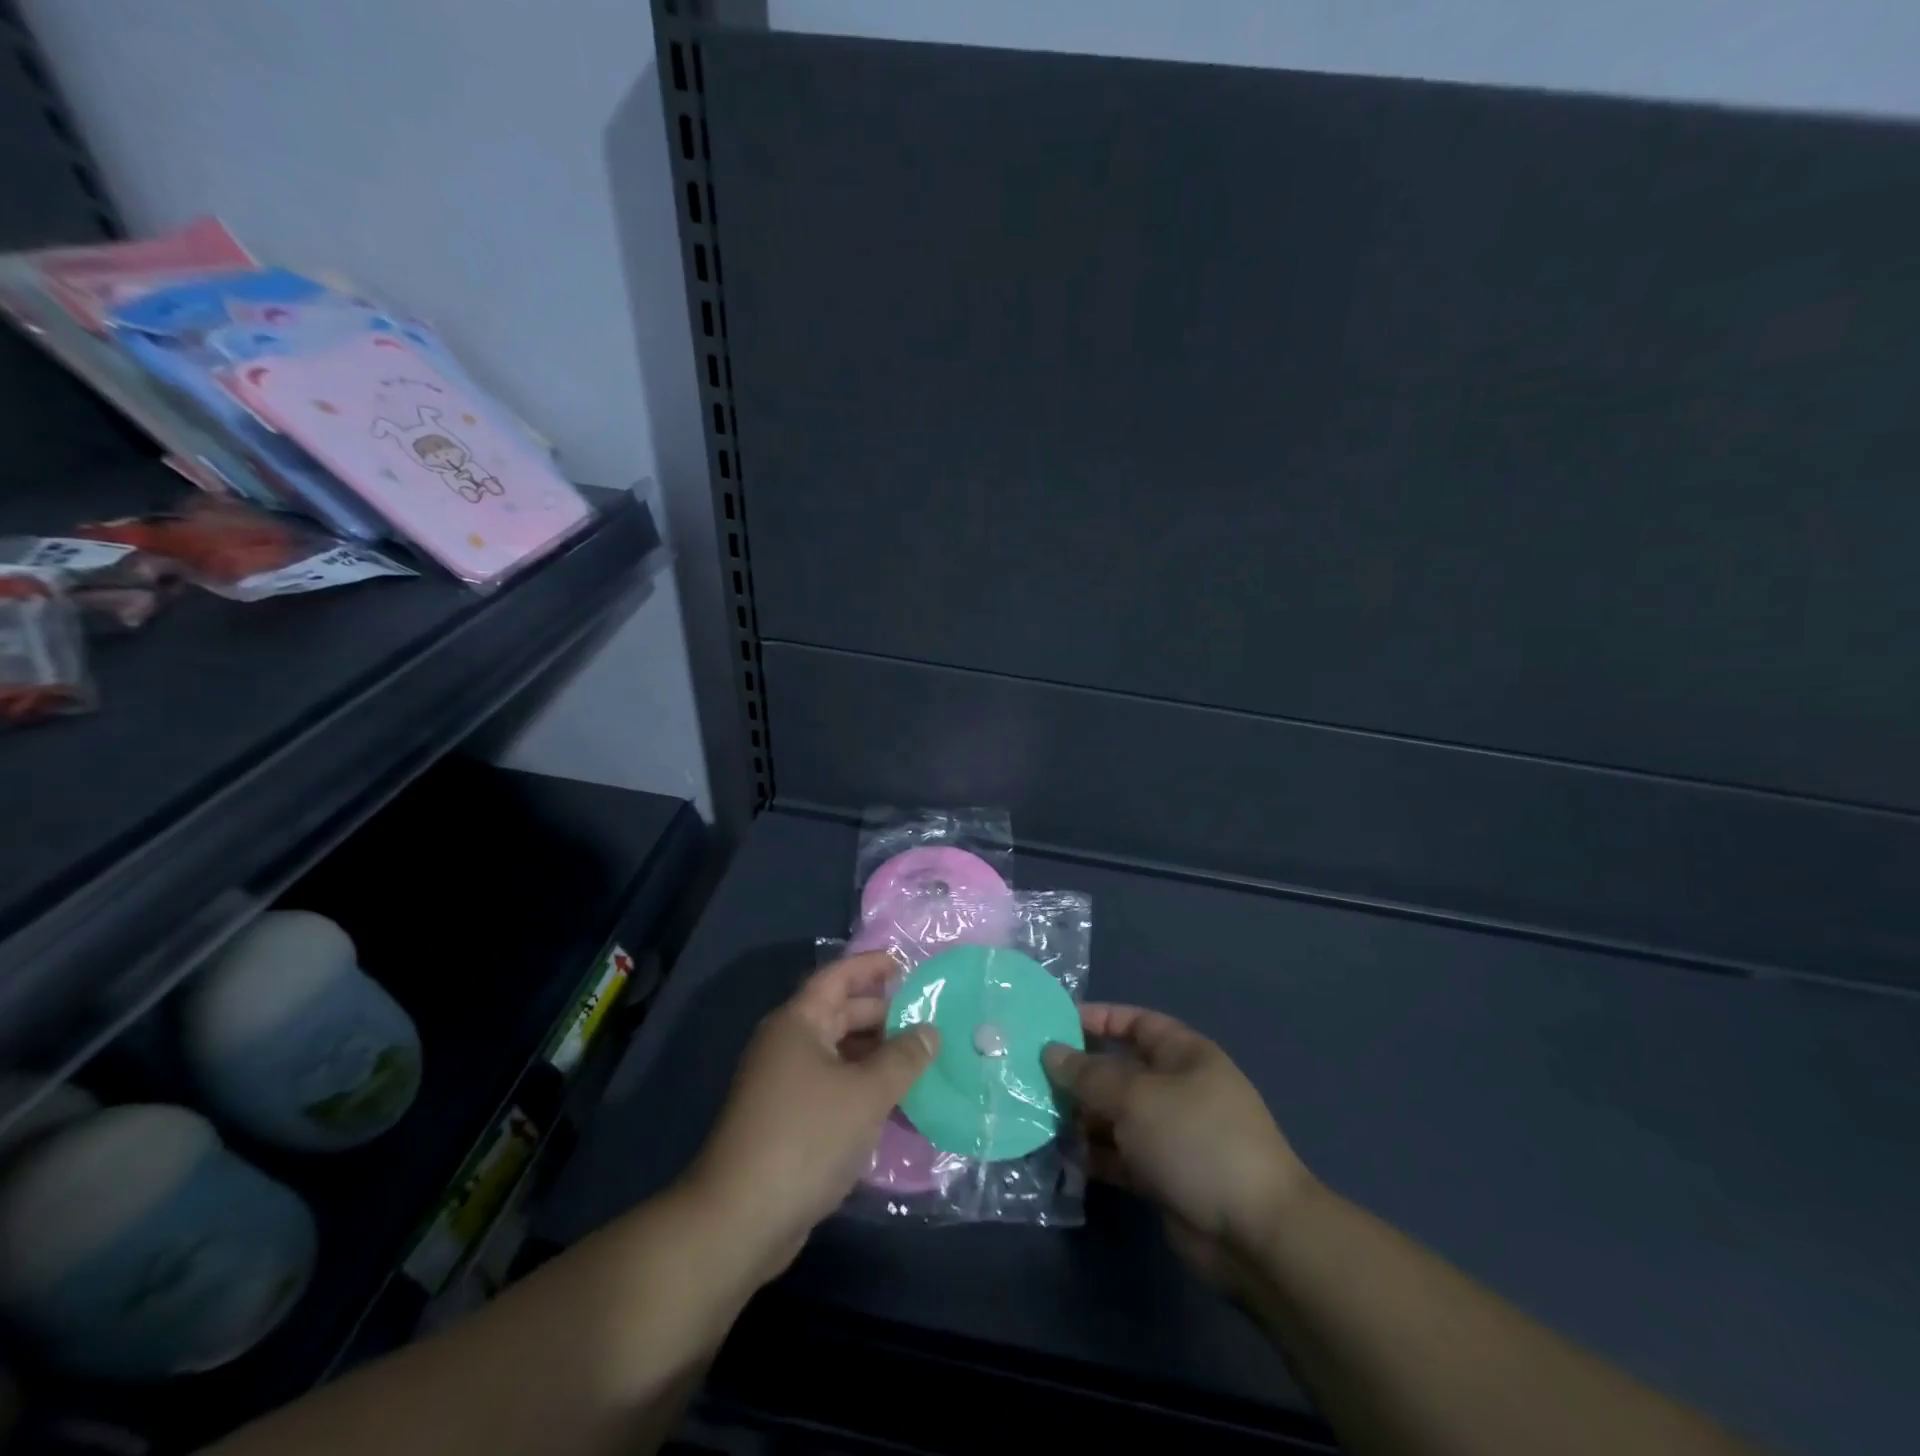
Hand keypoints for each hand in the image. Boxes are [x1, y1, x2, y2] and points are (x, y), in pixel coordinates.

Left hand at [686, 951, 937, 1282]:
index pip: (838, 977)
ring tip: (920, 1063)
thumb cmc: (806, 1137)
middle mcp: (788, 1045)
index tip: (906, 965)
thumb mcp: (867, 1093)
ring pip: (838, 1055)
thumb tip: (930, 1031)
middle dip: (882, 1015)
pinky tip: (894, 1106)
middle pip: (840, 1014)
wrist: (740, 1220)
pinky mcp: (787, 1122)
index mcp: (799, 1023)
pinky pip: (832, 1088)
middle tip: (927, 1020)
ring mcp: (784, 1085)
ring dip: (876, 1056)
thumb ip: (903, 1058)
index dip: (871, 966)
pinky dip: (862, 1089)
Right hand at [1044, 1005, 1311, 1292]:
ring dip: (1082, 1117)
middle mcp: (1178, 1089)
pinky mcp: (1164, 1177)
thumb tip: (1051, 1052)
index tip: (1055, 1024)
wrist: (1254, 1233)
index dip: (1098, 1019)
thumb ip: (1089, 1074)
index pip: (1136, 1023)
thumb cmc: (1195, 1140)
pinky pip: (1121, 1156)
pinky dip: (1095, 1156)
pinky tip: (1063, 1158)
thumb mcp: (1136, 1097)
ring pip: (1117, 1116)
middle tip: (1033, 1076)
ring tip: (1040, 1118)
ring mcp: (1172, 1135)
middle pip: (1121, 1071)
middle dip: (1081, 1073)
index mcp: (1183, 1055)